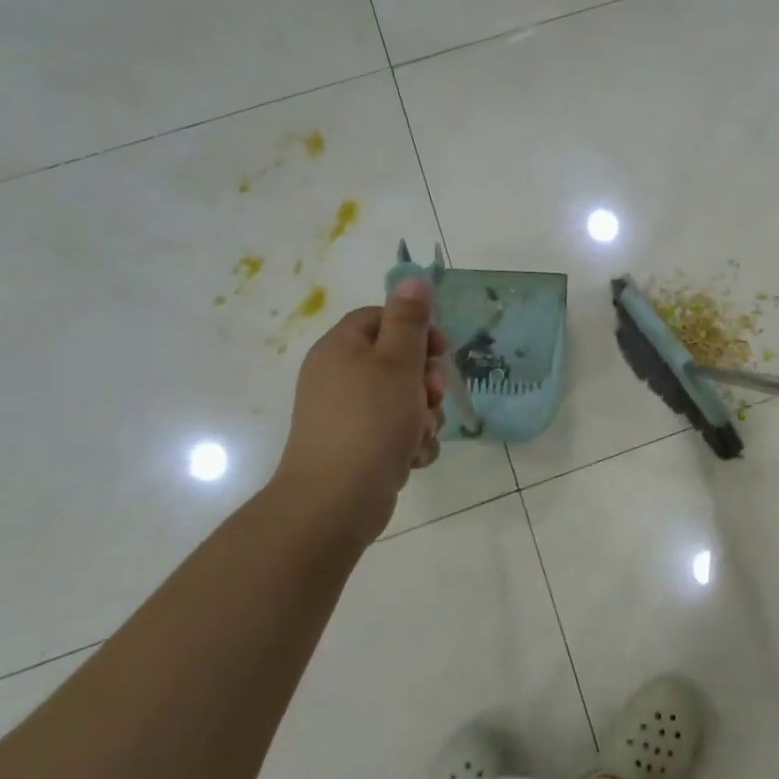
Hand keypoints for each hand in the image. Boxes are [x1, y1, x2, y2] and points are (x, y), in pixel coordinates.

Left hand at [268, 279, 447, 539]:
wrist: (336, 501)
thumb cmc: (370, 421)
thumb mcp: (397, 363)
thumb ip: (409, 320)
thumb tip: (412, 277)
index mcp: (341, 349)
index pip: (381, 318)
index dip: (416, 330)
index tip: (441, 350)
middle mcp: (338, 377)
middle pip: (396, 361)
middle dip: (426, 379)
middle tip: (435, 395)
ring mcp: (346, 415)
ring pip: (402, 400)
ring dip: (423, 415)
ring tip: (422, 433)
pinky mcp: (357, 448)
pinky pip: (394, 432)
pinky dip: (409, 442)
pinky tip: (412, 457)